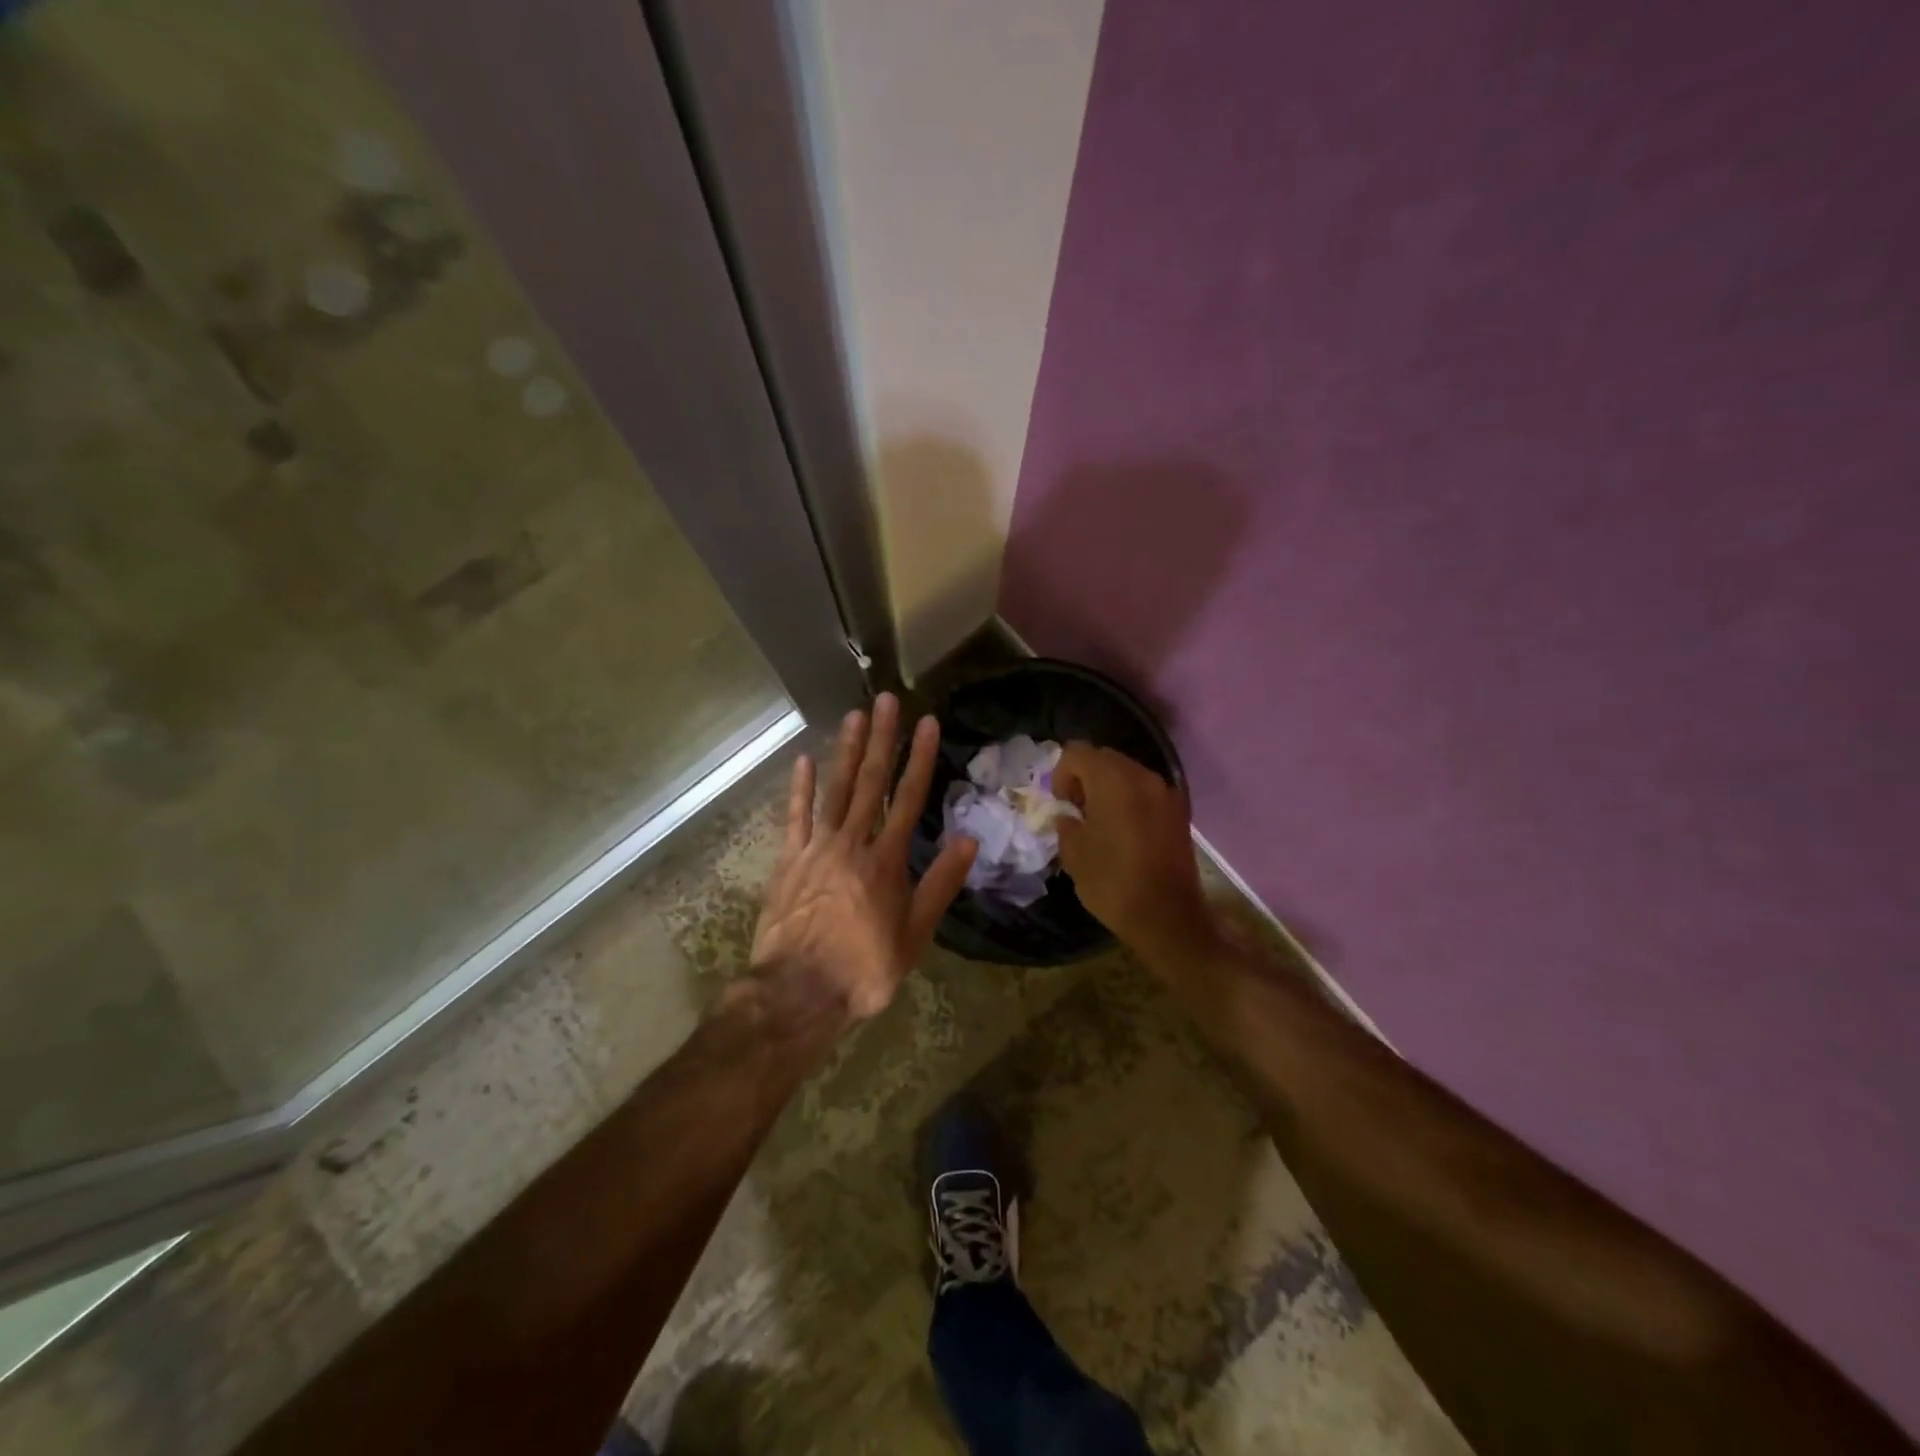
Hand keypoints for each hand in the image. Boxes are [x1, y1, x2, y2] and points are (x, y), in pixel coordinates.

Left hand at [751, 693, 976, 1023]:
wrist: (797, 994)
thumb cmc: (864, 970)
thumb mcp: (914, 936)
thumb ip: (939, 885)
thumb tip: (969, 841)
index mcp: (886, 861)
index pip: (908, 799)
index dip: (920, 759)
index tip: (927, 723)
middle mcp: (851, 844)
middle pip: (869, 783)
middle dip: (881, 739)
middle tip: (887, 699)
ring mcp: (815, 849)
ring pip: (833, 790)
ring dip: (845, 751)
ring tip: (854, 715)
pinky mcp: (788, 861)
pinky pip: (794, 818)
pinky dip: (799, 788)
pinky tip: (803, 760)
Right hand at [1052, 743, 1215, 962]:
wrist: (1167, 917)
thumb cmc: (1113, 882)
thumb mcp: (1074, 853)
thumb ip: (1065, 823)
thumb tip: (1068, 815)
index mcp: (1113, 780)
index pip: (1077, 752)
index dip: (1061, 774)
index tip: (1062, 805)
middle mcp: (1142, 776)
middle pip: (1105, 758)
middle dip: (1085, 778)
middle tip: (1077, 811)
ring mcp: (1165, 793)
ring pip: (1127, 774)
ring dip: (1108, 789)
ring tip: (1100, 823)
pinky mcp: (1178, 812)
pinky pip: (1145, 793)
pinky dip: (1129, 801)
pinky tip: (1123, 833)